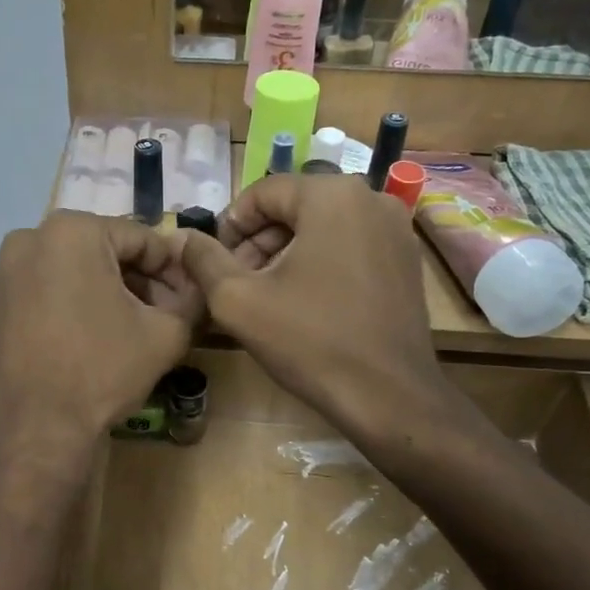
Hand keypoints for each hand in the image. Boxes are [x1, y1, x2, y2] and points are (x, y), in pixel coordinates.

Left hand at [0, 213, 199, 482]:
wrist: (33, 431)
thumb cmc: (101, 371)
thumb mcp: (165, 335)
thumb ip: (190, 301)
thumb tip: (196, 291)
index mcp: (71, 232)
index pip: (141, 238)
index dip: (172, 268)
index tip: (190, 295)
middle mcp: (28, 241)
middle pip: (102, 252)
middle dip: (137, 280)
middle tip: (164, 315)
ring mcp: (2, 276)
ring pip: (70, 274)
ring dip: (104, 294)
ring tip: (128, 331)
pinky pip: (43, 296)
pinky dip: (70, 309)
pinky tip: (89, 343)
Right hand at [173, 175, 449, 442]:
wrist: (387, 396)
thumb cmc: (310, 341)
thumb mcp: (238, 300)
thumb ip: (204, 261)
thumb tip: (182, 238)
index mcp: (332, 194)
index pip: (263, 193)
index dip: (230, 227)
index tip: (214, 266)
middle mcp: (372, 198)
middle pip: (295, 208)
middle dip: (258, 243)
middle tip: (237, 285)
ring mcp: (397, 230)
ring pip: (323, 228)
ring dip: (286, 256)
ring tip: (267, 299)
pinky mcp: (407, 262)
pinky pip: (351, 248)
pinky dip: (321, 265)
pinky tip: (306, 306)